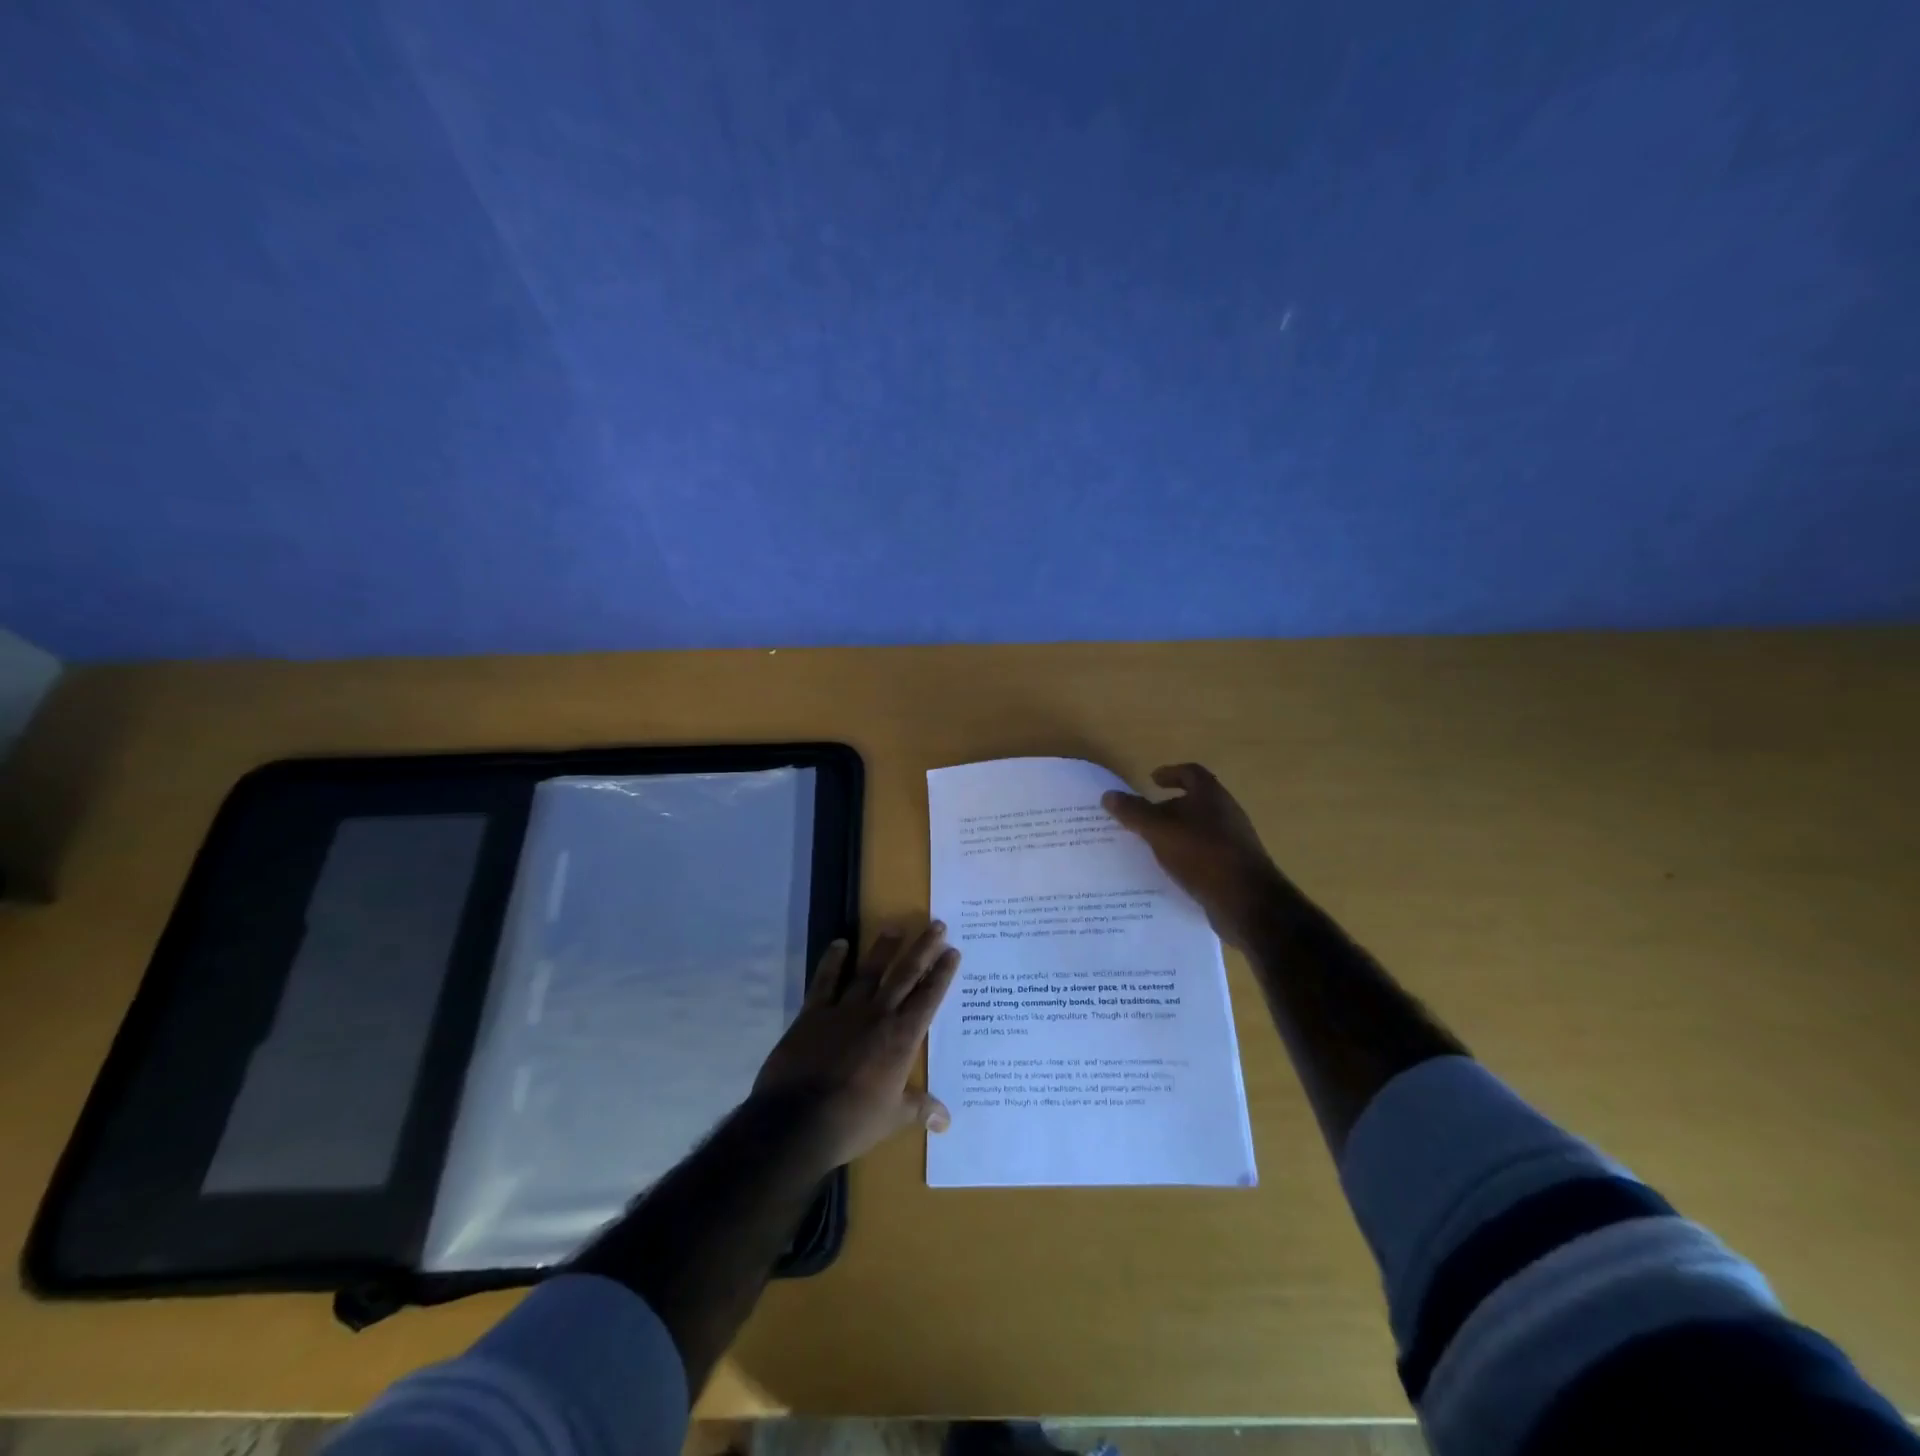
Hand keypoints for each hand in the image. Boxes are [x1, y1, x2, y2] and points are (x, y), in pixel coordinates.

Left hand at [752, 922, 960, 1169]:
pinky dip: (832, 961)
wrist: (797, 1120)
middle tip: (937, 925)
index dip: (942, 973)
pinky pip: (825, 980)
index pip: (929, 998)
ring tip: (896, 926)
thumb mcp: (892, 1118)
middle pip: (905, 974)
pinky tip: (840, 944)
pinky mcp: (814, 1013)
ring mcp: (844, 1010)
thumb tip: (946, 1120)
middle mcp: (878, 1014)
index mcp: (902, 1037)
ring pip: (869, 971)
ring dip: (884, 948)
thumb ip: (919, 1109)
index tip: (952, 950)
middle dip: (923, 949)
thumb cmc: (852, 1120)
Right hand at [1102, 763, 1295, 949]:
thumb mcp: (1159, 830)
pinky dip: (1185, 857)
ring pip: (1198, 830)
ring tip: (1149, 846)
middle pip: (1195, 802)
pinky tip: (1169, 872)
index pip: (1191, 773)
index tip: (1151, 780)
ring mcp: (1233, 842)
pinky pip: (1203, 855)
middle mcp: (1226, 814)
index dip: (1170, 773)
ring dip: (1176, 834)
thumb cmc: (1202, 854)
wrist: (1247, 902)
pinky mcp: (1234, 868)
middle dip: (1168, 807)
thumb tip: (1108, 795)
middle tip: (1142, 817)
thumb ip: (1133, 812)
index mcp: (1212, 796)